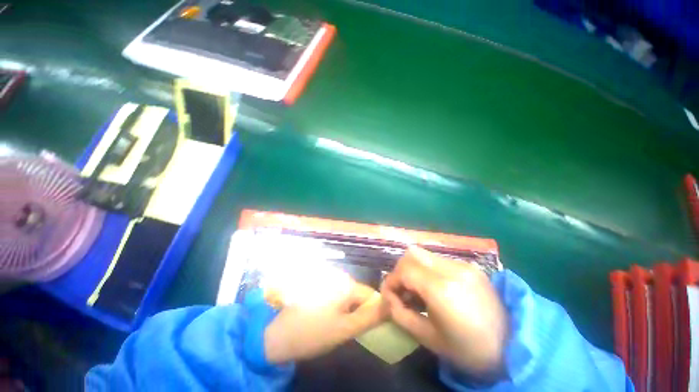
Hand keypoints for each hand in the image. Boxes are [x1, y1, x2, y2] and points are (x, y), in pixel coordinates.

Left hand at [264, 279, 386, 363]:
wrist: (276, 333)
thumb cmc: (313, 333)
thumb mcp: (345, 329)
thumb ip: (369, 318)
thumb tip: (389, 307)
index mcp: (346, 284)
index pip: (371, 295)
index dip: (374, 310)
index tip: (370, 327)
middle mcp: (338, 276)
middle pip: (358, 293)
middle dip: (359, 310)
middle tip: (350, 328)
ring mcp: (326, 279)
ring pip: (347, 294)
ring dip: (347, 308)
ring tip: (337, 324)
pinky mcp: (318, 285)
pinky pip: (336, 294)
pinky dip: (337, 306)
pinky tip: (327, 317)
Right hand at [381, 247, 507, 379]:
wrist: (514, 348)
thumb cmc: (469, 351)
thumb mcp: (429, 339)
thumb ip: (401, 315)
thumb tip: (387, 298)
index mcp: (442, 290)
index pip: (404, 270)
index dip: (391, 280)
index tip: (389, 295)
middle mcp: (452, 270)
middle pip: (412, 254)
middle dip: (400, 270)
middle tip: (402, 290)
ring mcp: (463, 265)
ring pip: (424, 254)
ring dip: (413, 268)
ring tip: (416, 290)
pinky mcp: (470, 266)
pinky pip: (438, 260)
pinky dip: (427, 269)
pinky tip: (433, 288)